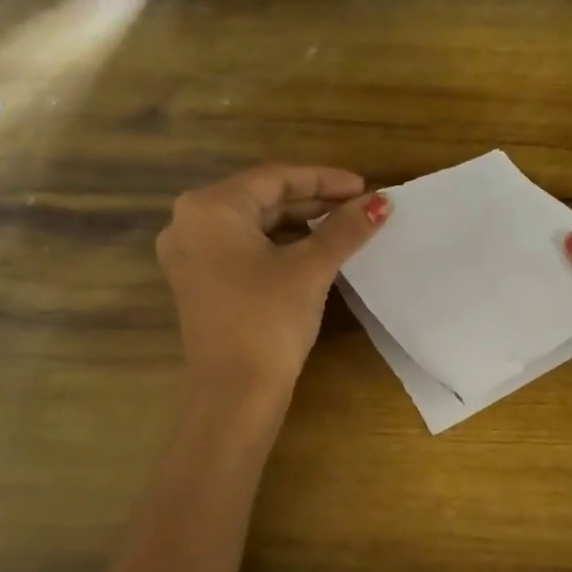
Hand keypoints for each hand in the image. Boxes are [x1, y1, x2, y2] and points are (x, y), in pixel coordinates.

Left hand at [157, 165, 389, 399]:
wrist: (234, 392)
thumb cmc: (268, 319)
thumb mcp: (311, 268)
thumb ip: (345, 229)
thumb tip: (382, 202)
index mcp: (210, 208)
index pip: (275, 178)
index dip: (325, 180)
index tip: (365, 187)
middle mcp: (190, 223)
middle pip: (262, 199)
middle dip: (313, 202)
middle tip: (358, 208)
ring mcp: (190, 256)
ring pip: (254, 226)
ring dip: (299, 225)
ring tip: (342, 229)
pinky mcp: (200, 283)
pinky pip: (243, 249)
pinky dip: (279, 247)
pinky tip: (312, 253)